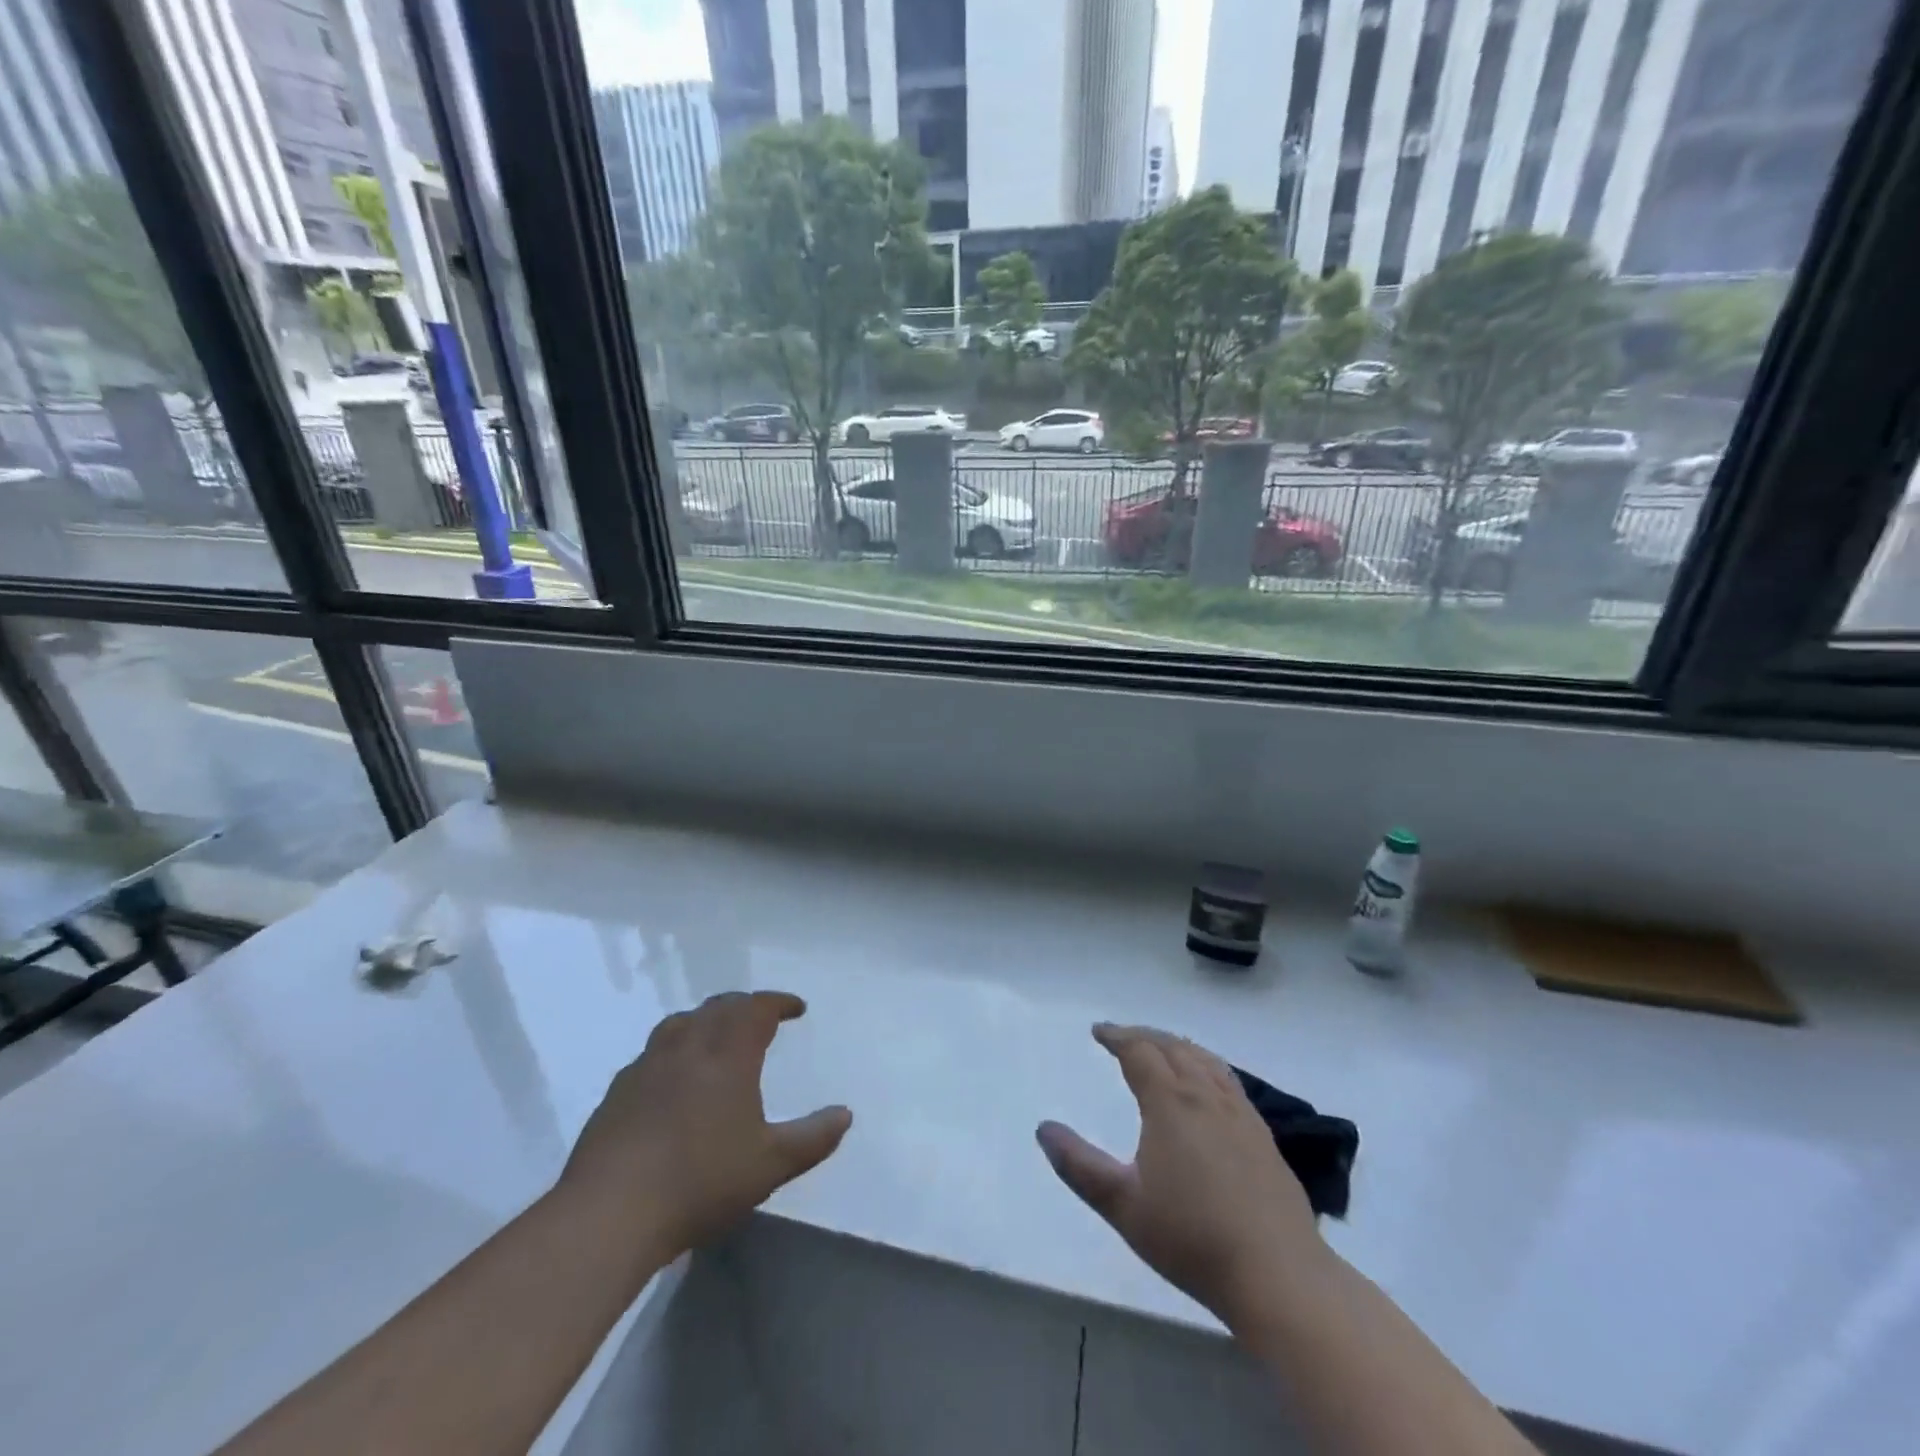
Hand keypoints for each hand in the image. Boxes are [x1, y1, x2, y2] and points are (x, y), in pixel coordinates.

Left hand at [560, 991, 851, 1260]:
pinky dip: (673, 1051)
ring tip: (716, 1038)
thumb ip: (812, 1138)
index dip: (778, 1002)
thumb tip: (845, 1114)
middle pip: (718, 1007)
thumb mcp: (770, 1165)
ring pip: (680, 1023)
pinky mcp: (617, 1092)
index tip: (796, 1008)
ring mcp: (646, 1067)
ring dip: (705, 1021)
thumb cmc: (700, 1182)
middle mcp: (687, 1047)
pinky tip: (672, 1080)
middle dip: (744, 1006)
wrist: (609, 1213)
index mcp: (727, 1055)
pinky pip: (652, 1054)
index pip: (756, 1009)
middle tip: (761, 1018)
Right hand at [1036, 1023, 1323, 1330]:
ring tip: (1161, 1049)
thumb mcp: (1123, 1206)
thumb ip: (1079, 1166)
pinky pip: (1228, 1079)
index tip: (1098, 1031)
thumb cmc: (1192, 1238)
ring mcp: (1240, 1113)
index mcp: (1171, 1102)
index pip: (1139, 1051)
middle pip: (1173, 1047)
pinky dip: (1206, 1065)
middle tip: (1122, 1036)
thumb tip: (1043, 1129)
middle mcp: (1206, 1095)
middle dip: (1144, 1035)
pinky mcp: (1263, 1135)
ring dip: (1177, 1045)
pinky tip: (1207, 1086)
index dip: (1116, 1036)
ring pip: (1204, 1059)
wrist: (1278, 1275)